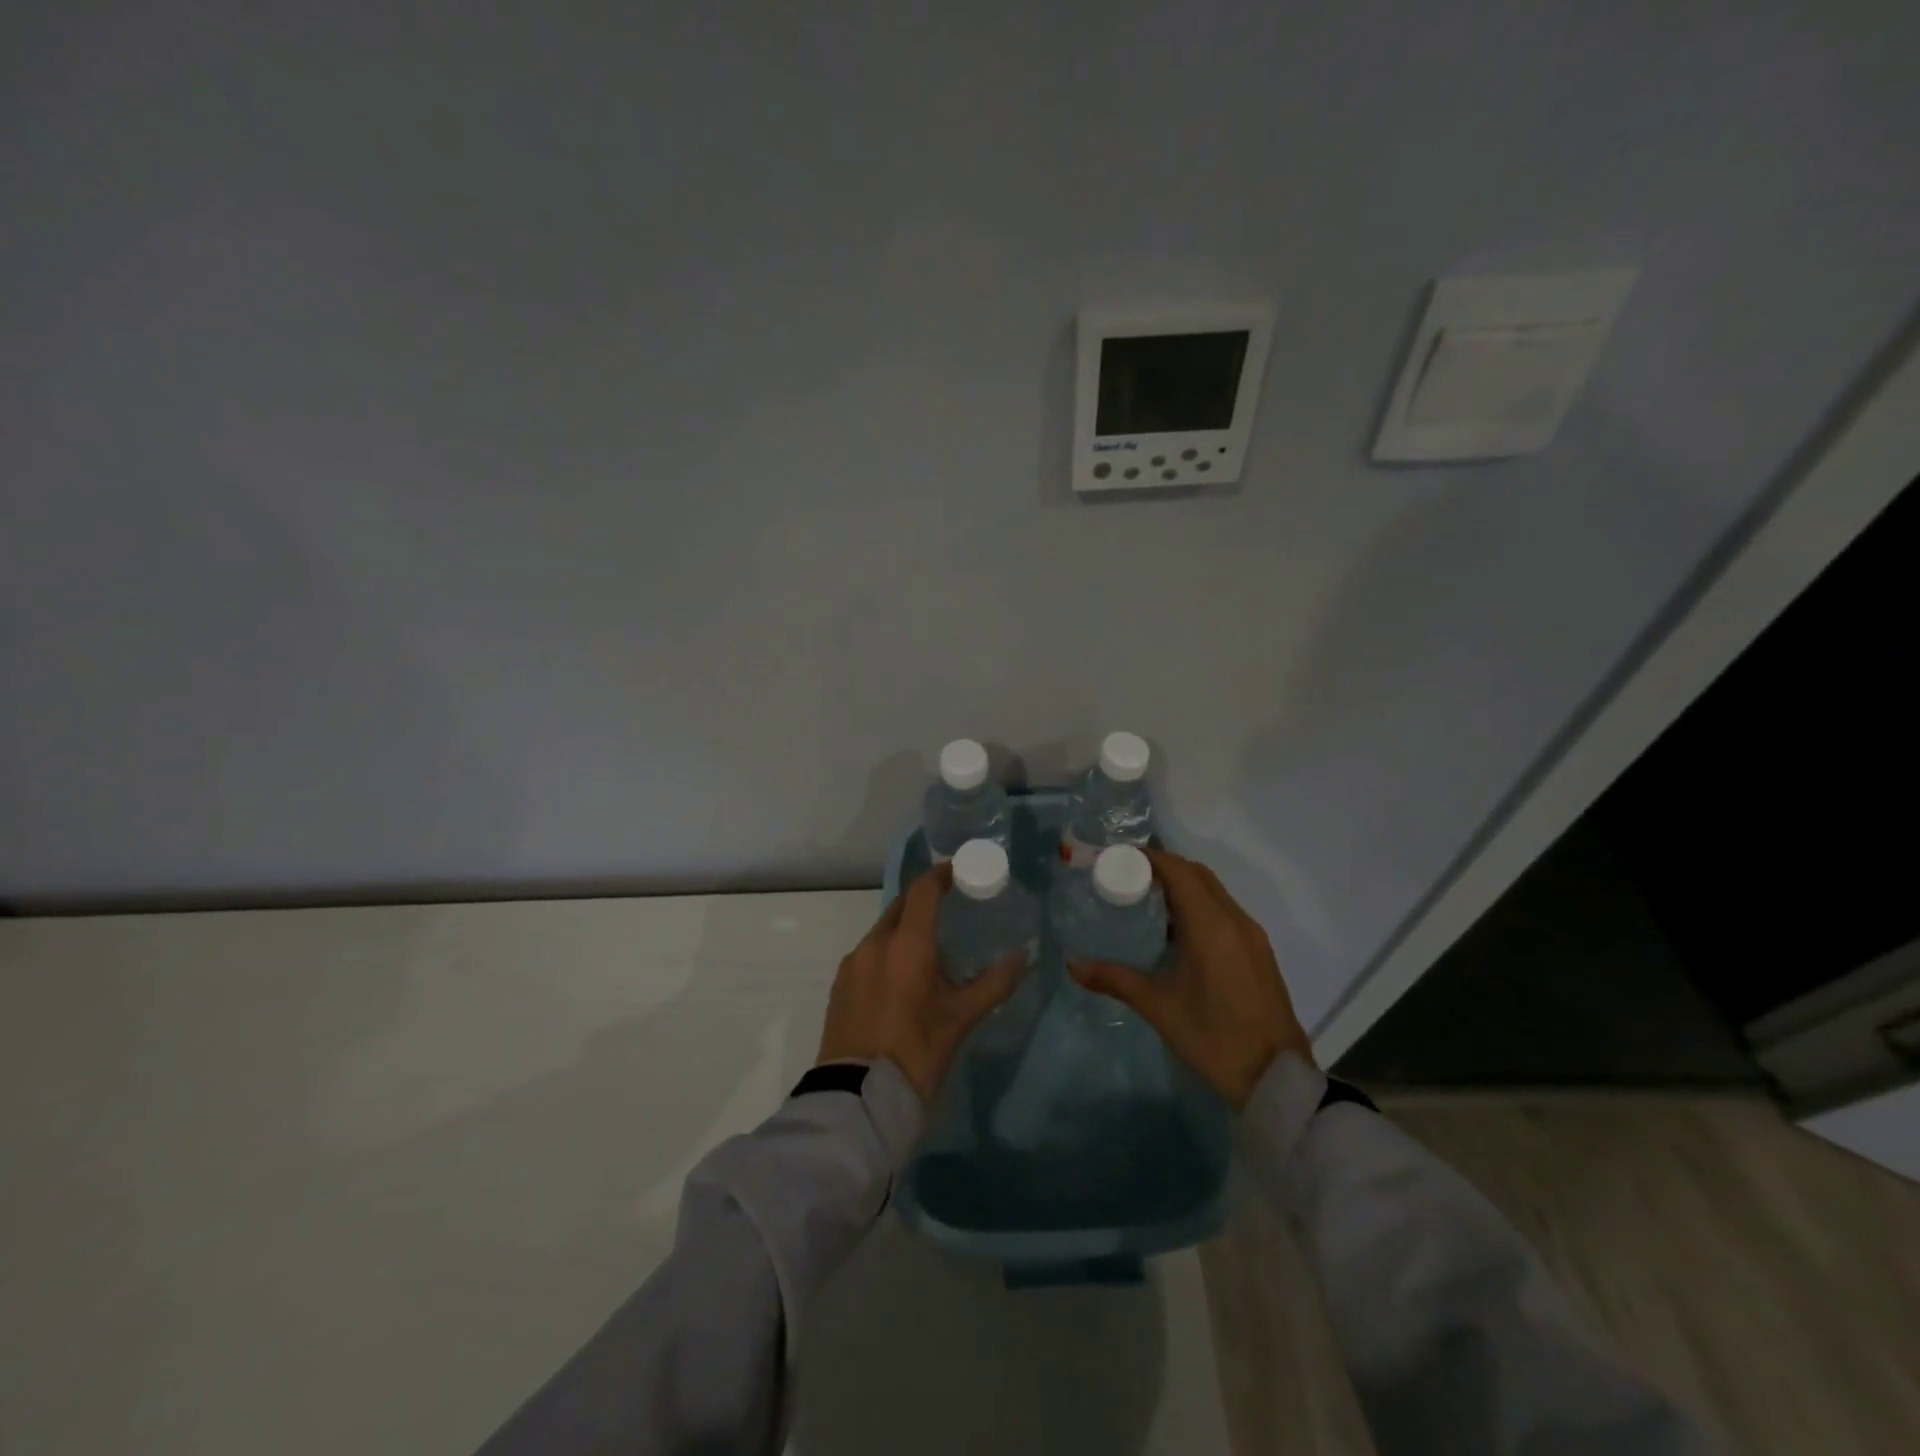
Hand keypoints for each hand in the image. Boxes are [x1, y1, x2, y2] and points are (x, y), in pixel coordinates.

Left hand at [817, 863, 1027, 1105]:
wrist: (857, 1100)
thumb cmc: (917, 1053)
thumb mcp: (960, 1018)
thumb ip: (994, 982)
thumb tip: (1024, 956)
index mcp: (906, 944)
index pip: (923, 890)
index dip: (941, 875)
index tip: (959, 872)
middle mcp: (874, 943)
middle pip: (901, 907)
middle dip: (924, 902)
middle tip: (950, 909)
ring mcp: (852, 964)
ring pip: (883, 932)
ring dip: (905, 930)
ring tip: (928, 950)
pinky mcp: (839, 986)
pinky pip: (868, 955)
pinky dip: (887, 953)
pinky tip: (901, 978)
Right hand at [1070, 847, 1312, 1108]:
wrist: (1277, 1079)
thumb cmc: (1216, 1039)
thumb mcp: (1161, 1008)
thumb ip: (1116, 980)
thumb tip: (1073, 964)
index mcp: (1212, 927)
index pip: (1179, 871)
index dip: (1149, 858)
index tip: (1117, 857)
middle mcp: (1236, 920)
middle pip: (1197, 874)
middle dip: (1162, 867)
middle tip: (1125, 876)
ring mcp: (1251, 935)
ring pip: (1213, 891)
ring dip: (1182, 885)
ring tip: (1143, 899)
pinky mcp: (1257, 951)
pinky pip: (1224, 910)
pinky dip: (1197, 905)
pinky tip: (1174, 930)